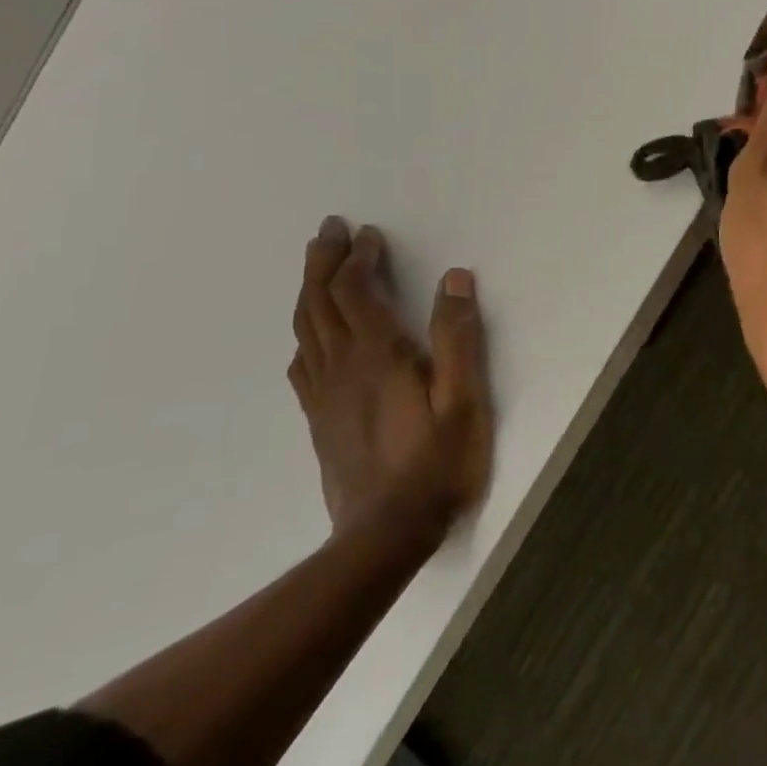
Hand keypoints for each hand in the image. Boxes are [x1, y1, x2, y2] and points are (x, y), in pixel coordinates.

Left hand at [288, 218, 493, 544]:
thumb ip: (459, 338)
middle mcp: (342, 366)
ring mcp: (325, 395)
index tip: (371, 234)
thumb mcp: (464, 400)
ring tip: (316, 266)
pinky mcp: (320, 419)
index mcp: (378, 355)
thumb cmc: (436, 464)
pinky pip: (302, 364)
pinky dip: (304, 334)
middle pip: (320, 302)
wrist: (384, 535)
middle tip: (329, 229)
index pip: (356, 292)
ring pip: (305, 329)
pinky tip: (309, 336)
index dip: (360, 258)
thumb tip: (454, 279)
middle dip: (323, 261)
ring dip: (309, 290)